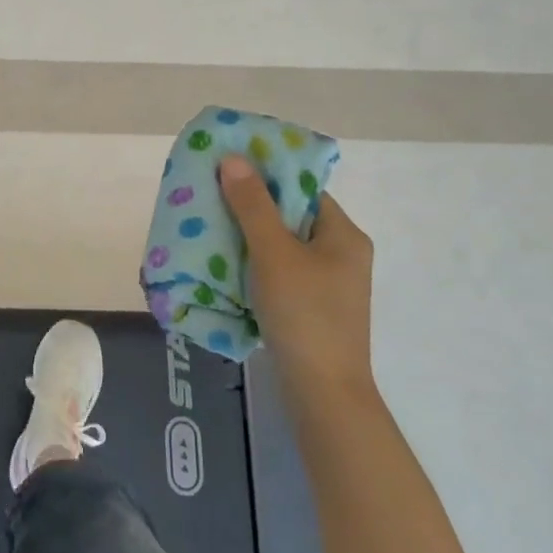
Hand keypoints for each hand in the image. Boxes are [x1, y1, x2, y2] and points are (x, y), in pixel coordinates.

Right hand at [217, 154, 374, 395]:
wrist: (323, 393)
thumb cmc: (304, 314)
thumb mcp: (274, 253)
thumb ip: (252, 206)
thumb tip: (234, 159)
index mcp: (344, 235)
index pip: (302, 190)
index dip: (266, 176)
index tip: (227, 171)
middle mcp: (341, 255)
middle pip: (290, 217)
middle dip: (250, 208)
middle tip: (209, 199)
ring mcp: (328, 285)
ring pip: (281, 247)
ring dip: (247, 239)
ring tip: (208, 230)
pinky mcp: (312, 309)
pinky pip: (279, 273)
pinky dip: (253, 266)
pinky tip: (223, 268)